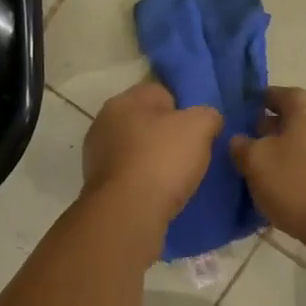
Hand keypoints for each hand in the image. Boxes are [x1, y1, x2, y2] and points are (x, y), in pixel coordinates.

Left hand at [81, 81, 222, 228]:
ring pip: (137, 149)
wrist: (127, 212)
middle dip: (167, 136)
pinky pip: (129, 174)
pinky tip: (158, 194)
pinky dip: (142, 181)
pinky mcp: (97, 183)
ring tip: (176, 179)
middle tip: (191, 155)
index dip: (184, 110)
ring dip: (153, 160)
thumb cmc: (162, 160)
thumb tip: (207, 120)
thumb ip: (208, 115)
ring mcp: (97, 153)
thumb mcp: (200, 127)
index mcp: (126, 99)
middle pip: (147, 122)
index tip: (199, 132)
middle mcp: (105, 121)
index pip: (162, 93)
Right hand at [230, 86, 305, 257]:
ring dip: (280, 160)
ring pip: (302, 153)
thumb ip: (244, 147)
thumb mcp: (258, 162)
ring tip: (254, 175)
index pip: (288, 94)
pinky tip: (275, 200)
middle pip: (296, 124)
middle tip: (244, 142)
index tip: (249, 103)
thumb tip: (239, 139)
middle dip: (270, 130)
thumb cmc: (300, 185)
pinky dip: (292, 183)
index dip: (268, 96)